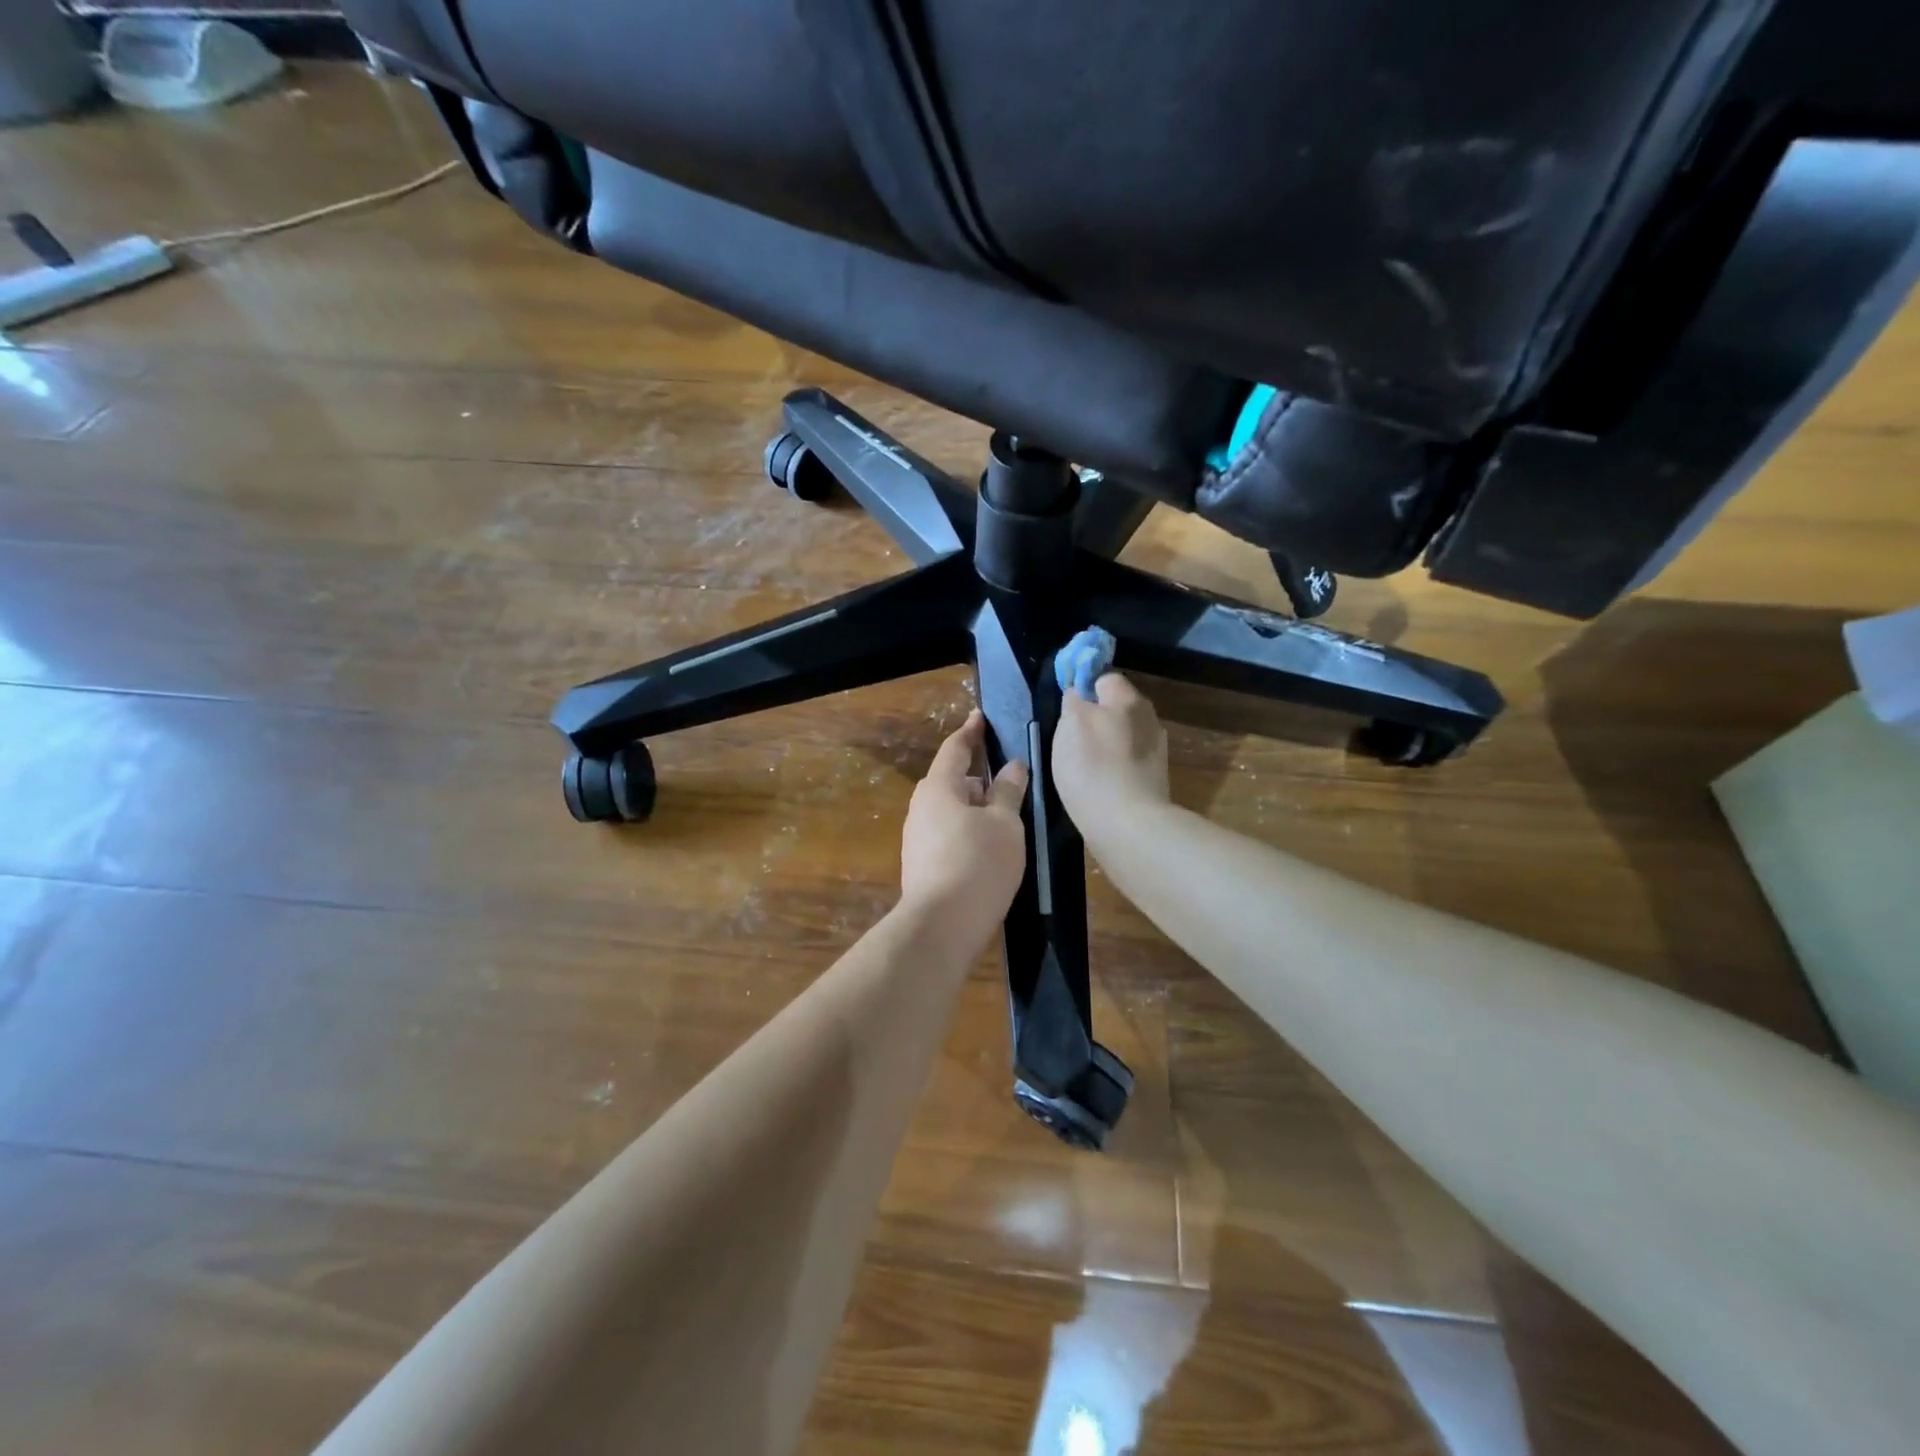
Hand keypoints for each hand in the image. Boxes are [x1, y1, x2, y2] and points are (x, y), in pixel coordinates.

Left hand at [899, 710, 1029, 946]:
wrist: (941, 926)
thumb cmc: (977, 864)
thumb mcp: (1004, 824)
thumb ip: (1008, 792)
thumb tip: (1012, 767)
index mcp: (938, 787)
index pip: (955, 749)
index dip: (971, 732)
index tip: (980, 718)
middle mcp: (921, 807)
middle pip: (951, 780)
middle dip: (977, 775)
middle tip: (1006, 775)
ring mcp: (917, 838)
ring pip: (950, 809)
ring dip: (974, 806)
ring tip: (1003, 813)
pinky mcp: (921, 864)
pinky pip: (947, 833)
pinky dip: (967, 829)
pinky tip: (988, 845)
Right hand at [1052, 672, 1169, 839]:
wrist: (1128, 825)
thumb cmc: (1093, 768)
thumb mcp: (1070, 725)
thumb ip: (1074, 701)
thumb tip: (1078, 692)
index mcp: (1128, 699)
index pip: (1105, 678)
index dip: (1084, 688)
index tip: (1067, 709)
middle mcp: (1149, 718)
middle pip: (1117, 708)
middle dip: (1097, 718)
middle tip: (1071, 739)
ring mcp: (1156, 751)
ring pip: (1123, 736)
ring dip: (1106, 745)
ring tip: (1084, 767)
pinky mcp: (1155, 779)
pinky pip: (1128, 762)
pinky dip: (1114, 768)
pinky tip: (1100, 785)